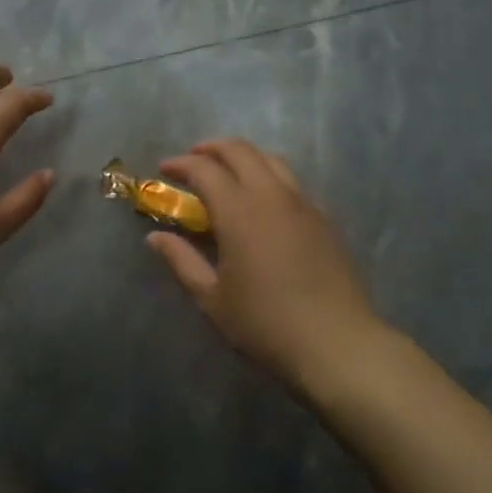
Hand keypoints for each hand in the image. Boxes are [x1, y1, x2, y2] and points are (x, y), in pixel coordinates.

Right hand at [148, 139, 379, 393]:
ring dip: (243, 157)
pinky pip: (291, 182)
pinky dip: (268, 177)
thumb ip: (182, 261)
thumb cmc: (265, 324)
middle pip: (240, 150)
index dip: (180, 163)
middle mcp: (271, 195)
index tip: (164, 170)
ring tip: (228, 174)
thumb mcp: (212, 298)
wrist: (337, 344)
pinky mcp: (323, 218)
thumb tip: (155, 237)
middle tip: (193, 161)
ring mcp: (302, 204)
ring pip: (270, 160)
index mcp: (238, 210)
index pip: (204, 169)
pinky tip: (262, 203)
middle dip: (211, 149)